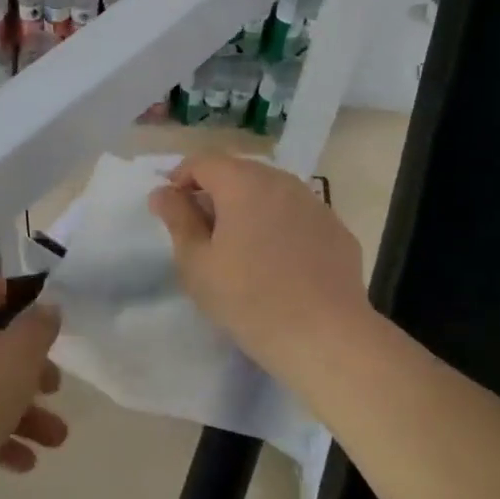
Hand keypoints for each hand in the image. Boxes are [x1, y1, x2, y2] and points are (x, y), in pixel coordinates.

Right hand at [149, 154, 370, 379]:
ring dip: (249, 208)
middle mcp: (282, 182)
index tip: (171, 208)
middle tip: (202, 232)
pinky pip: (297, 215)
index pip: (203, 162)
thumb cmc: (249, 299)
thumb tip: (163, 192)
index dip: (181, 178)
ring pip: (271, 192)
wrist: (325, 336)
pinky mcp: (336, 229)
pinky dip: (279, 225)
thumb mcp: (197, 263)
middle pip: (239, 172)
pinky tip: (277, 262)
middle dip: (215, 192)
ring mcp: (315, 204)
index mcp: (243, 183)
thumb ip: (177, 219)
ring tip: (239, 247)